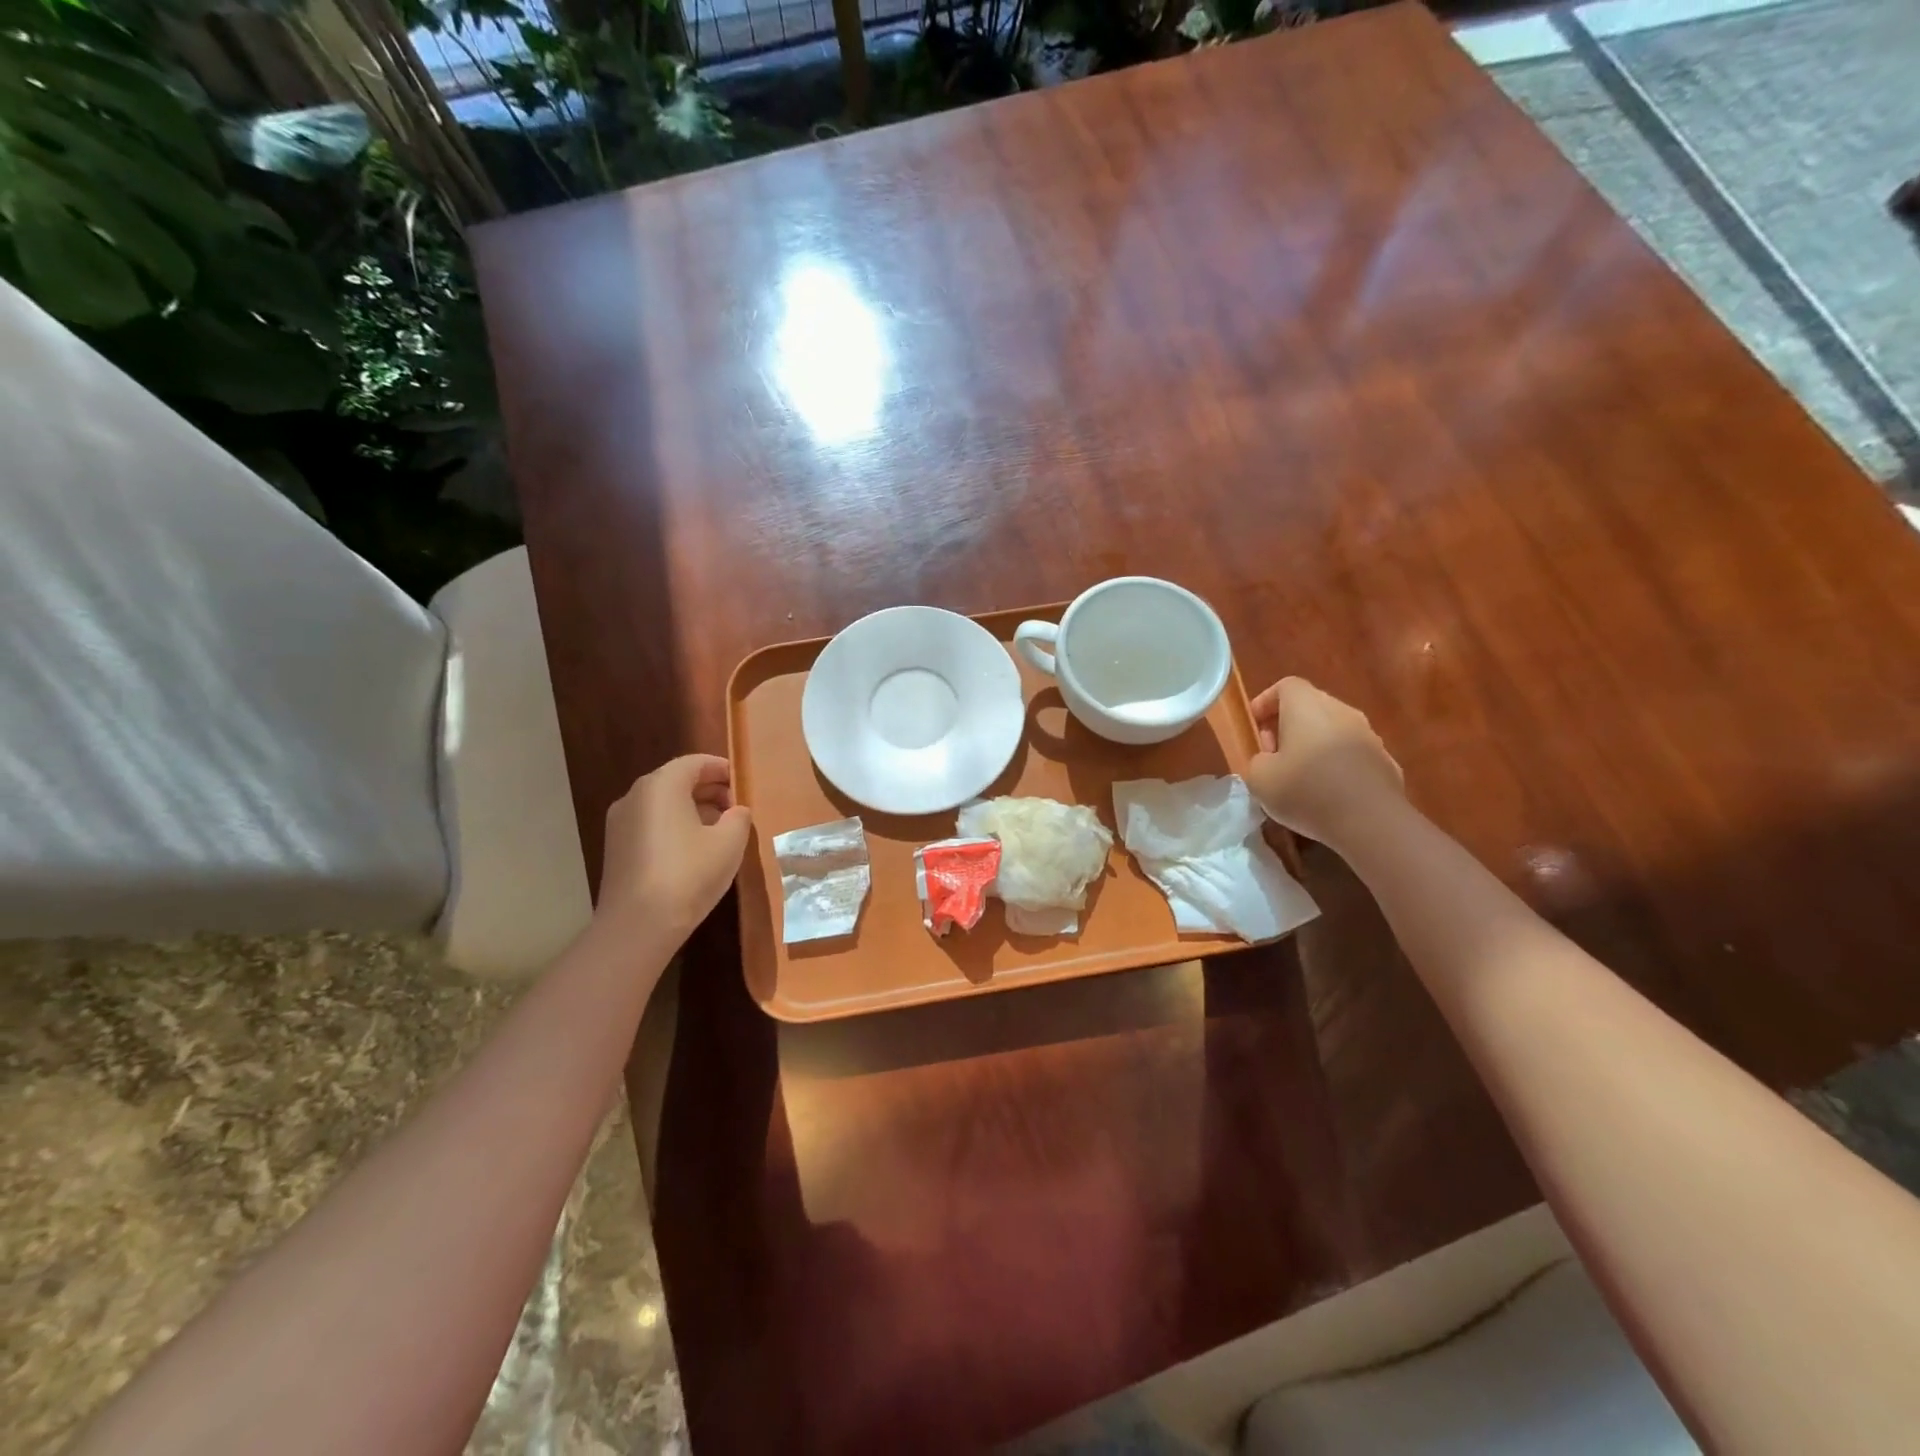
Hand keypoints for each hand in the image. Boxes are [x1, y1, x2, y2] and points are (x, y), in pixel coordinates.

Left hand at [599, 755, 751, 935]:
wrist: (638, 925)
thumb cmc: (689, 874)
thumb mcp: (730, 842)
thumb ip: (738, 818)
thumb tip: (735, 811)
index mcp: (661, 785)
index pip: (695, 763)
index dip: (722, 769)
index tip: (743, 784)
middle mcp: (635, 796)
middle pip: (676, 780)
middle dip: (708, 789)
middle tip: (736, 807)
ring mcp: (620, 823)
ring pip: (662, 804)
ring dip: (692, 809)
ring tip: (720, 830)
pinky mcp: (616, 848)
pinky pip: (650, 824)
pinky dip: (674, 826)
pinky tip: (694, 850)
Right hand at [1246, 677, 1402, 845]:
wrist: (1370, 822)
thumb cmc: (1305, 790)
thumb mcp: (1258, 778)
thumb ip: (1259, 760)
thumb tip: (1272, 760)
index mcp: (1307, 706)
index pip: (1286, 686)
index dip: (1266, 702)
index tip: (1255, 725)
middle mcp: (1341, 711)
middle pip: (1311, 706)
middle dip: (1288, 725)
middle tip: (1273, 754)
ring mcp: (1368, 736)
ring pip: (1333, 730)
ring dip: (1313, 745)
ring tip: (1300, 777)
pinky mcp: (1385, 762)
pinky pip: (1352, 754)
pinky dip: (1336, 765)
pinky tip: (1328, 793)